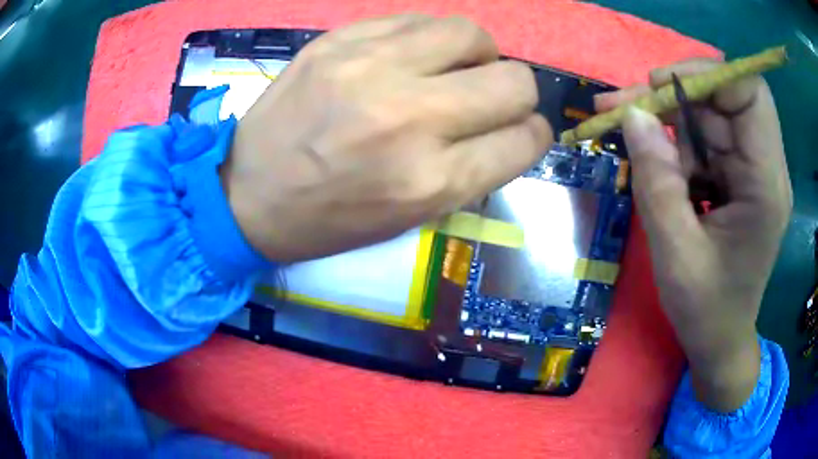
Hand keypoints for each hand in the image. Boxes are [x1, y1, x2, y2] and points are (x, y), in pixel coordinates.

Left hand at [222, 15, 551, 261]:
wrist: (248, 194)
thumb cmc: (330, 220)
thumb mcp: (410, 217)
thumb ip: (470, 170)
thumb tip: (508, 129)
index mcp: (430, 181)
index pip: (524, 140)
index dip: (533, 136)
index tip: (522, 133)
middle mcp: (410, 118)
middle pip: (515, 81)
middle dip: (517, 94)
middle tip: (489, 100)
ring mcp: (371, 68)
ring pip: (472, 35)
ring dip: (478, 55)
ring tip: (453, 70)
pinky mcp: (340, 41)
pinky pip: (418, 20)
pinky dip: (429, 39)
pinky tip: (411, 56)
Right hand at [596, 61, 791, 411]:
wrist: (720, 341)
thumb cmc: (705, 311)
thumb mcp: (675, 254)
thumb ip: (656, 182)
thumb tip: (633, 115)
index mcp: (766, 186)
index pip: (749, 95)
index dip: (707, 75)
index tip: (659, 83)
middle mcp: (764, 168)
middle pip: (723, 100)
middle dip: (672, 94)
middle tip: (622, 106)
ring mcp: (751, 172)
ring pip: (709, 116)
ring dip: (666, 115)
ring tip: (620, 121)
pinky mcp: (737, 178)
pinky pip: (704, 141)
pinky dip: (674, 141)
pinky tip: (650, 157)